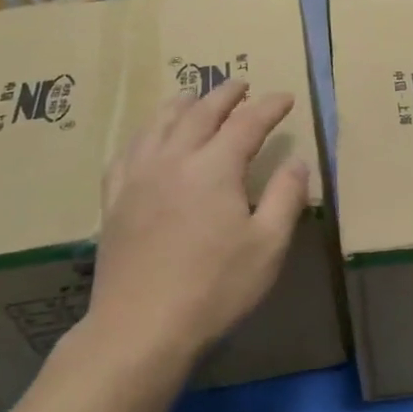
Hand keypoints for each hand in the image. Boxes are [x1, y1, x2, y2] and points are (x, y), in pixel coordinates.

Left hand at [73, 80, 309, 374]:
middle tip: (241, 84)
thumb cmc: (215, 288)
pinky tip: (148, 139)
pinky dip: (144, 134)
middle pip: (200, 113)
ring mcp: (138, 177)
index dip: (269, 107)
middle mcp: (174, 159)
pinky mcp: (114, 199)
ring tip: (193, 96)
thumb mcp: (268, 246)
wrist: (141, 327)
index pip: (247, 123)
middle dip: (224, 94)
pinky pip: (128, 151)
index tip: (285, 98)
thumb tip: (298, 161)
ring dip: (182, 104)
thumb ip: (285, 197)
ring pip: (159, 124)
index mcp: (215, 168)